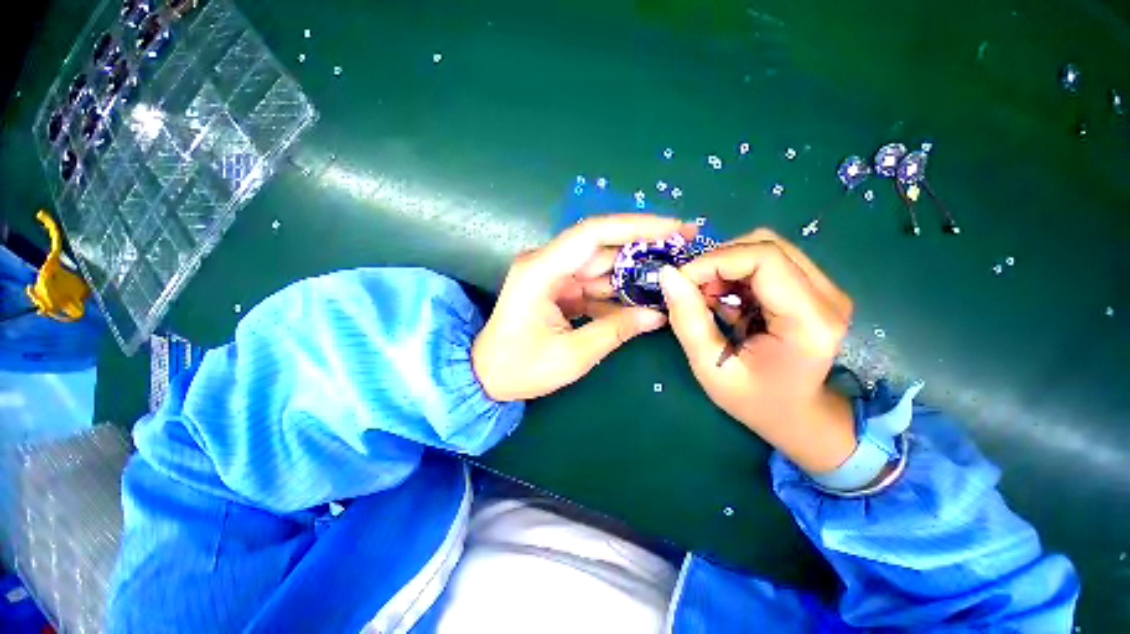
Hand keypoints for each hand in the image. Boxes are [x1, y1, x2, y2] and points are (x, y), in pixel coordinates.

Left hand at [473, 214, 693, 400]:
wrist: (487, 376)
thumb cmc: (520, 368)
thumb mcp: (571, 355)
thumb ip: (615, 331)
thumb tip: (657, 315)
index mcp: (541, 271)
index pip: (593, 234)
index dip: (636, 226)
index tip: (674, 228)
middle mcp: (546, 264)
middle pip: (601, 247)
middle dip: (644, 248)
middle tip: (684, 250)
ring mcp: (553, 276)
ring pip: (601, 265)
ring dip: (634, 272)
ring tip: (671, 276)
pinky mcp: (558, 289)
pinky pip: (594, 283)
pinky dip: (618, 291)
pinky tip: (643, 300)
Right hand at [657, 229, 855, 472]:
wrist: (798, 415)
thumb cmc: (754, 400)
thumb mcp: (710, 367)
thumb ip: (688, 320)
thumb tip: (668, 275)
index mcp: (809, 322)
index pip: (764, 258)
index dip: (714, 261)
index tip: (680, 280)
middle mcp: (828, 297)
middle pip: (766, 246)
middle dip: (717, 261)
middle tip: (692, 290)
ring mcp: (826, 290)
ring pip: (767, 248)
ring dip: (726, 266)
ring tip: (709, 297)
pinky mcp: (815, 289)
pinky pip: (770, 261)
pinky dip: (737, 273)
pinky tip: (726, 299)